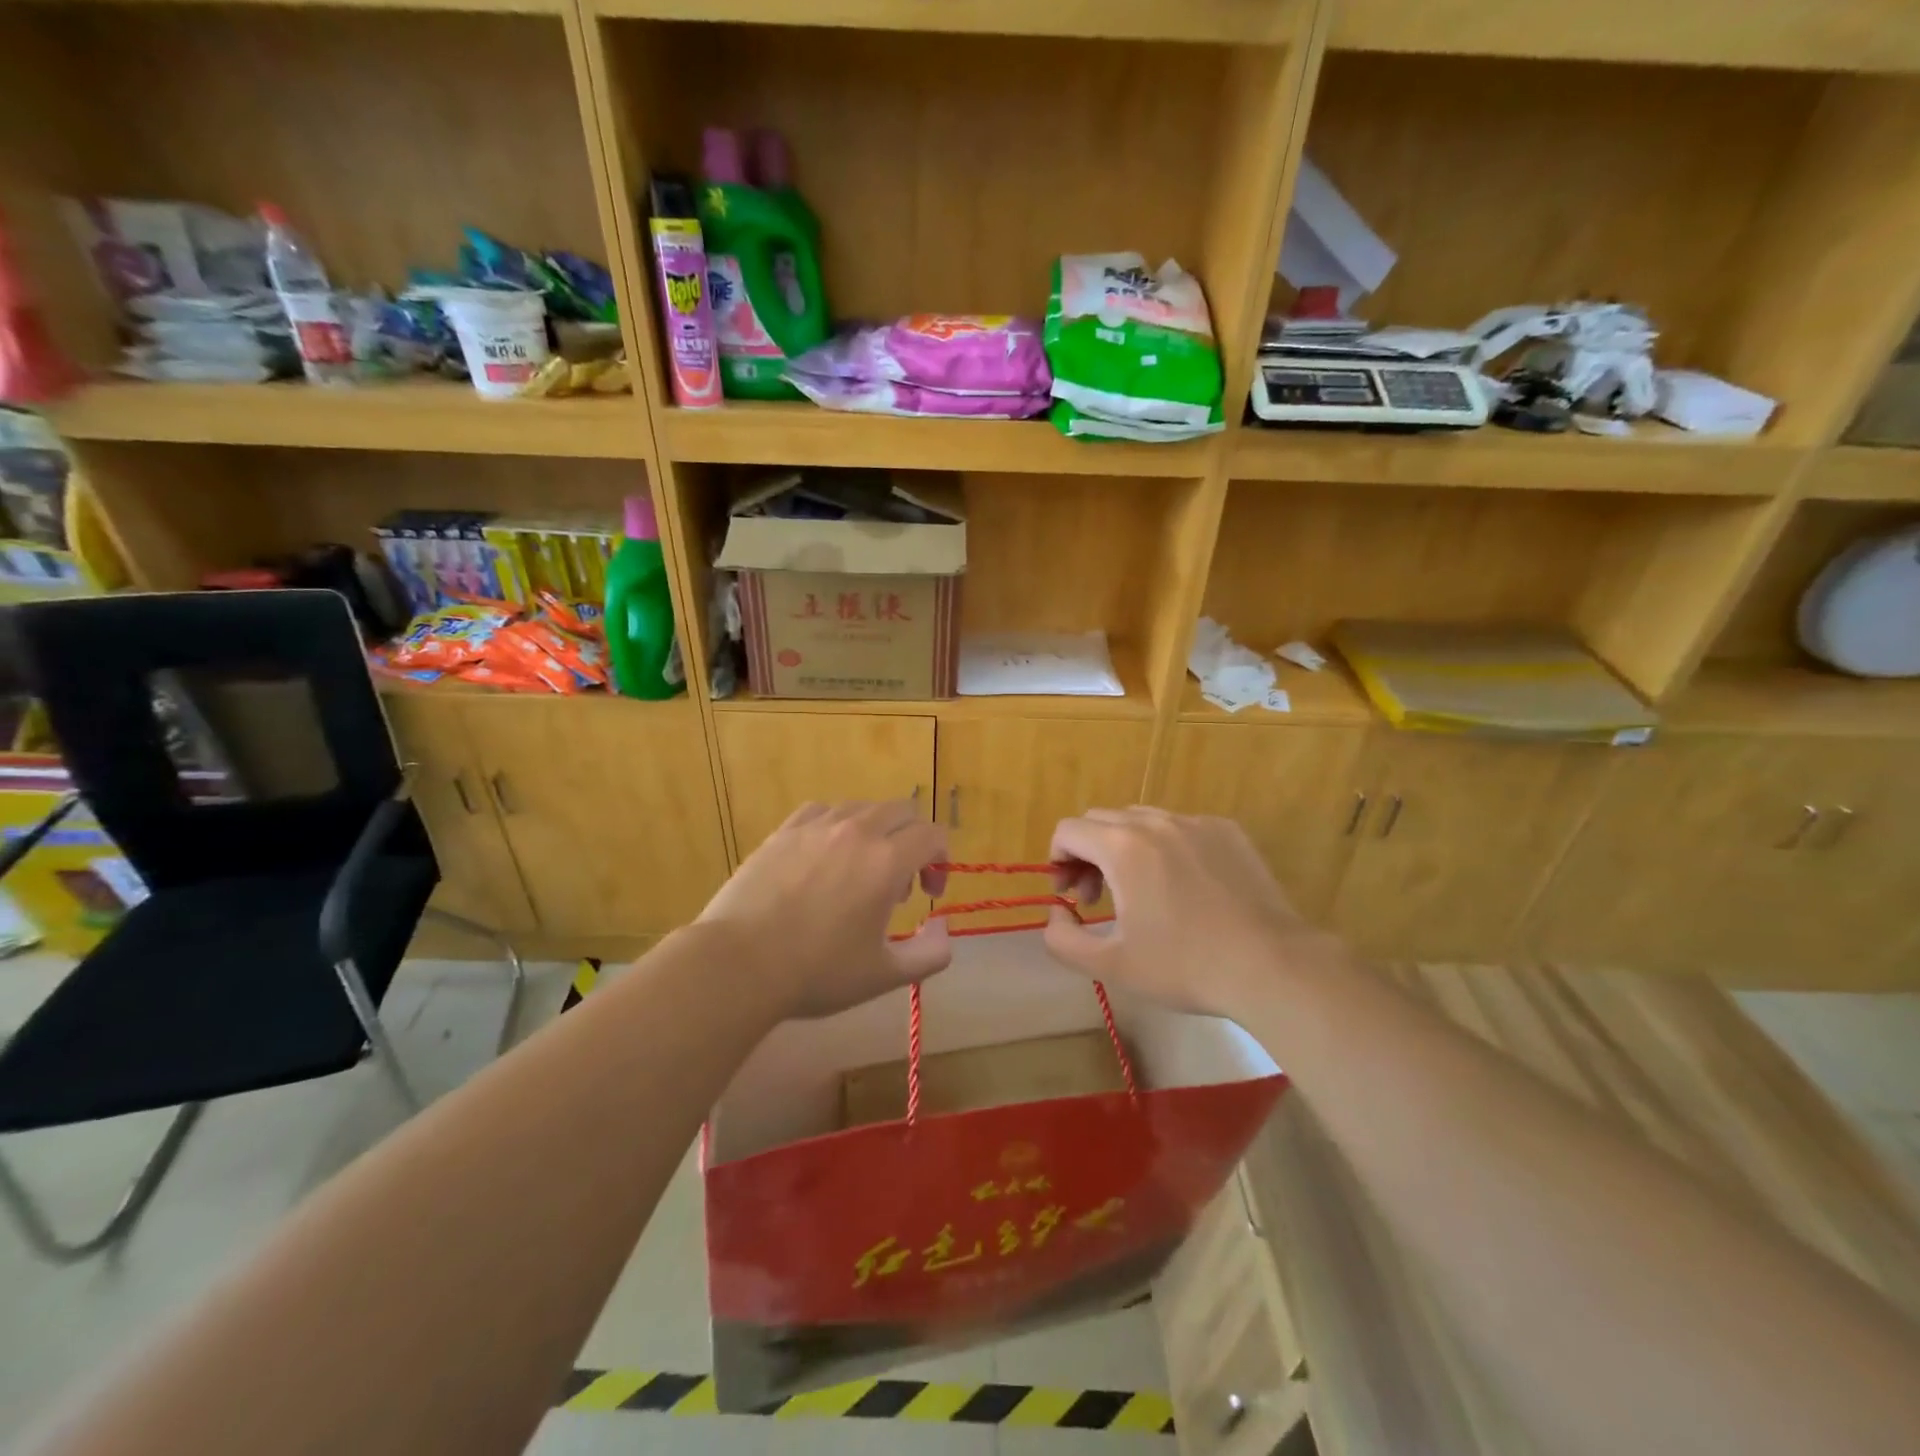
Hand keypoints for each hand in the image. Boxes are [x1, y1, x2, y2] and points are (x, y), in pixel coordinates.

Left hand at [697, 800, 951, 1020]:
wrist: (739, 964)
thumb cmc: (817, 972)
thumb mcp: (885, 975)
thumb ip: (932, 953)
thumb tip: (943, 928)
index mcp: (886, 861)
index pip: (932, 835)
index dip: (941, 861)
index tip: (929, 894)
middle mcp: (856, 831)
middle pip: (902, 811)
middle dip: (913, 841)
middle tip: (900, 884)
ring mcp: (815, 827)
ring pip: (862, 808)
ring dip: (876, 832)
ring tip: (861, 870)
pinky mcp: (783, 831)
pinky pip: (822, 811)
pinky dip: (837, 827)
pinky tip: (824, 856)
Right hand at [1043, 807, 1342, 1019]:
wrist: (1272, 966)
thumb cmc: (1185, 966)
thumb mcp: (1110, 965)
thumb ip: (1061, 938)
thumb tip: (1057, 911)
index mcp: (1122, 847)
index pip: (1068, 830)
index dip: (1058, 861)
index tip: (1071, 896)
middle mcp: (1156, 822)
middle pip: (1100, 820)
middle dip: (1087, 854)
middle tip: (1099, 899)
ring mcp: (1196, 823)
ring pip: (1141, 820)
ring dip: (1124, 847)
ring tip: (1140, 891)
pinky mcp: (1228, 831)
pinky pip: (1180, 827)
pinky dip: (1166, 847)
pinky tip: (1185, 887)